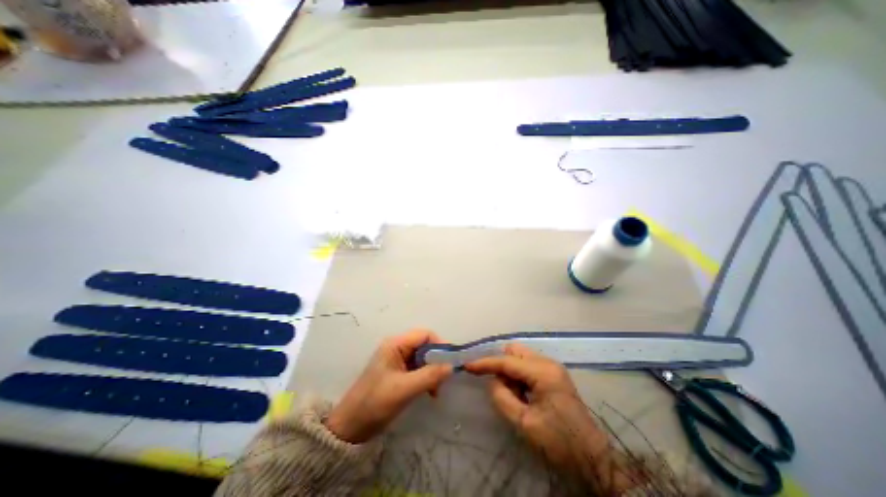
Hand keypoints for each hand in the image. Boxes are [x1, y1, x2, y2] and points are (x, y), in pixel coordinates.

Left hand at [324, 330, 452, 442]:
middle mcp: (397, 347)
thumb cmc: (375, 403)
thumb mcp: (404, 389)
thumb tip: (451, 366)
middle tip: (443, 380)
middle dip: (437, 360)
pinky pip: (417, 367)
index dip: (440, 345)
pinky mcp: (397, 371)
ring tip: (435, 390)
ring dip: (432, 371)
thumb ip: (429, 376)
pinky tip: (429, 391)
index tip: (450, 363)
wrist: (350, 427)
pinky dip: (426, 377)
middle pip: (425, 345)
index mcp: (395, 344)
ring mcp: (397, 359)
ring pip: (423, 357)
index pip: (424, 335)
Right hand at [467, 345, 617, 488]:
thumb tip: (493, 381)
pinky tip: (523, 394)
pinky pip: (528, 366)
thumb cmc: (559, 443)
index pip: (507, 361)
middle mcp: (547, 363)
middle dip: (501, 365)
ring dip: (511, 371)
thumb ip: (502, 398)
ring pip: (521, 357)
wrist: (594, 459)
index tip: (467, 366)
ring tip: (515, 395)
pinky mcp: (553, 375)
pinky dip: (519, 376)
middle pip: (514, 351)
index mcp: (542, 372)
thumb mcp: (525, 423)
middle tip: (500, 387)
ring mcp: (552, 367)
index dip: (485, 363)